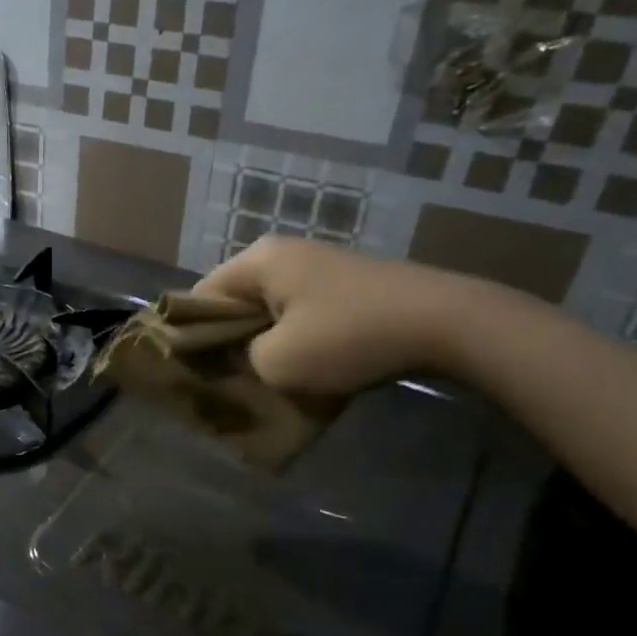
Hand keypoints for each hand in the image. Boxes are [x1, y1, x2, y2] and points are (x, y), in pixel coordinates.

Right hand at [193, 237, 489, 397]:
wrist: (446, 322)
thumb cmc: (349, 337)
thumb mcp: (277, 362)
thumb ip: (240, 361)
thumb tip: (242, 358)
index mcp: (258, 261)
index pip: (199, 296)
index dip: (191, 336)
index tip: (199, 373)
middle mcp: (282, 254)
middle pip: (234, 302)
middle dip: (230, 342)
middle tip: (232, 381)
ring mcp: (317, 266)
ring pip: (268, 310)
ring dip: (265, 344)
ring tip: (268, 380)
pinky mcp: (345, 283)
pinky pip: (300, 312)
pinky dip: (295, 339)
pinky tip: (306, 368)